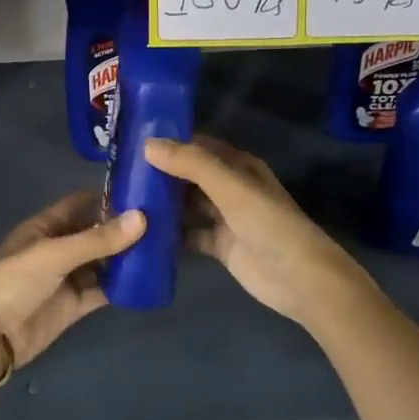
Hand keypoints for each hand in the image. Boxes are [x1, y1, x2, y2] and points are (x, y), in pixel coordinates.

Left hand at [0, 193, 144, 371]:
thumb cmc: (15, 282)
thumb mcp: (55, 254)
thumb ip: (98, 239)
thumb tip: (142, 218)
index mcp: (44, 227)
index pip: (80, 204)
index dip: (107, 197)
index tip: (141, 192)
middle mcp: (57, 249)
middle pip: (94, 234)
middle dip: (122, 229)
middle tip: (161, 221)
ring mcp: (66, 278)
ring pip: (101, 262)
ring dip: (124, 257)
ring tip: (160, 247)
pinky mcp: (74, 305)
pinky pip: (101, 289)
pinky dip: (120, 285)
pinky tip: (145, 278)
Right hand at [144, 135, 378, 326]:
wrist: (300, 279)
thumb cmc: (269, 225)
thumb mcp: (231, 188)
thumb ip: (192, 165)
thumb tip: (148, 144)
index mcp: (238, 166)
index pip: (197, 146)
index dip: (169, 142)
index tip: (131, 140)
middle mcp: (230, 187)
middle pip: (189, 175)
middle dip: (159, 173)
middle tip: (119, 172)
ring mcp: (224, 218)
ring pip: (186, 204)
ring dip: (162, 203)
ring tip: (122, 199)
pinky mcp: (219, 245)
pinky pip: (188, 234)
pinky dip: (169, 234)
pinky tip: (141, 233)